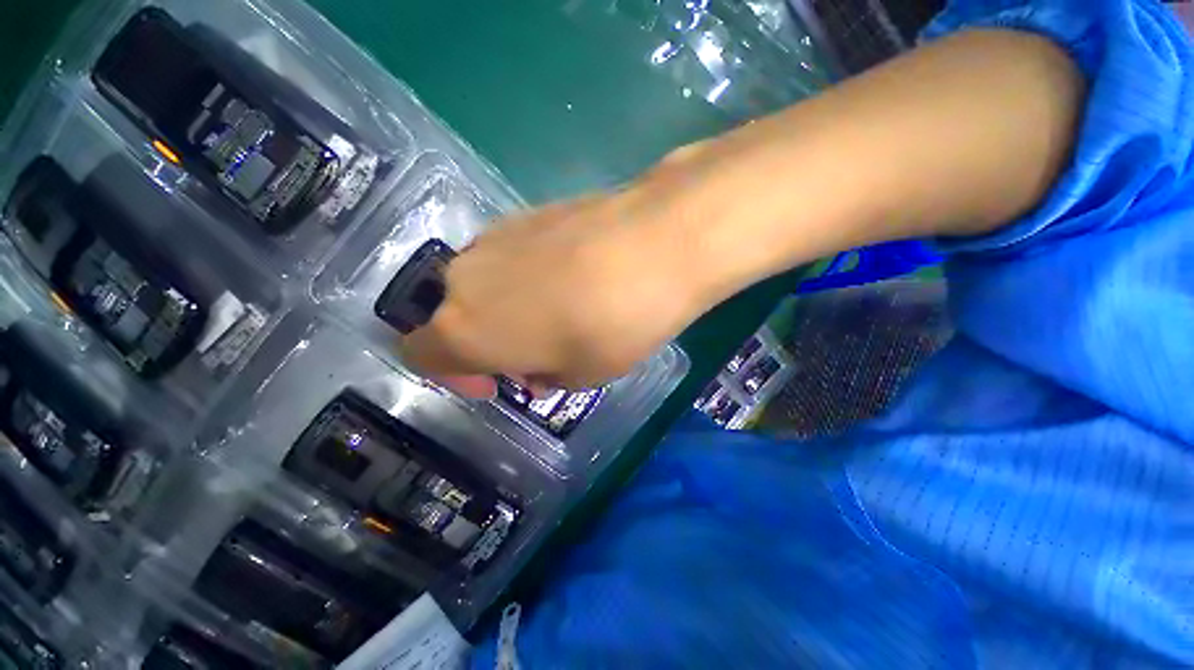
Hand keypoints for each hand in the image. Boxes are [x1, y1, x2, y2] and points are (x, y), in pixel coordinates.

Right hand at [401, 170, 717, 395]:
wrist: (654, 244)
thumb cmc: (612, 326)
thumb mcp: (580, 377)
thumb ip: (546, 377)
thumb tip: (538, 368)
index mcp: (464, 329)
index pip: (421, 355)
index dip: (455, 375)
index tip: (498, 379)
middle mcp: (464, 278)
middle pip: (458, 317)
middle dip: (491, 341)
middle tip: (540, 352)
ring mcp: (494, 237)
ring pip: (486, 284)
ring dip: (510, 307)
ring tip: (562, 313)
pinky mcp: (526, 212)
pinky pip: (511, 256)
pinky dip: (528, 276)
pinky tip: (572, 278)